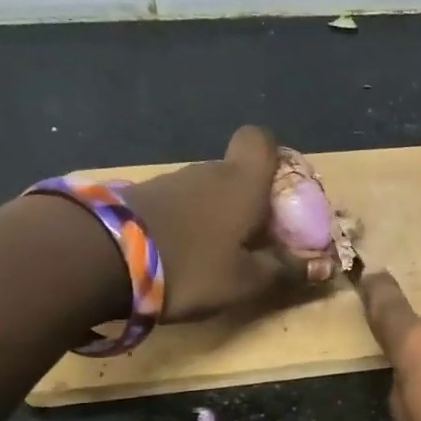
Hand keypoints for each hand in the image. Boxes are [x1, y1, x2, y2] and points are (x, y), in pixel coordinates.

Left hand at [127, 126, 334, 322]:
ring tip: (218, 258)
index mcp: (242, 183)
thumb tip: (323, 266)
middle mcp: (208, 172)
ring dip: (218, 217)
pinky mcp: (139, 198)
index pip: (261, 140)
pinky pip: (180, 205)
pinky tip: (183, 257)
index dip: (275, 157)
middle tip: (257, 243)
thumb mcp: (246, 281)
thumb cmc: (191, 265)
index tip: (280, 191)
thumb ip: (285, 271)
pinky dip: (189, 225)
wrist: (98, 258)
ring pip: (208, 191)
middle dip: (251, 203)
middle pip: (237, 173)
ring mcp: (171, 182)